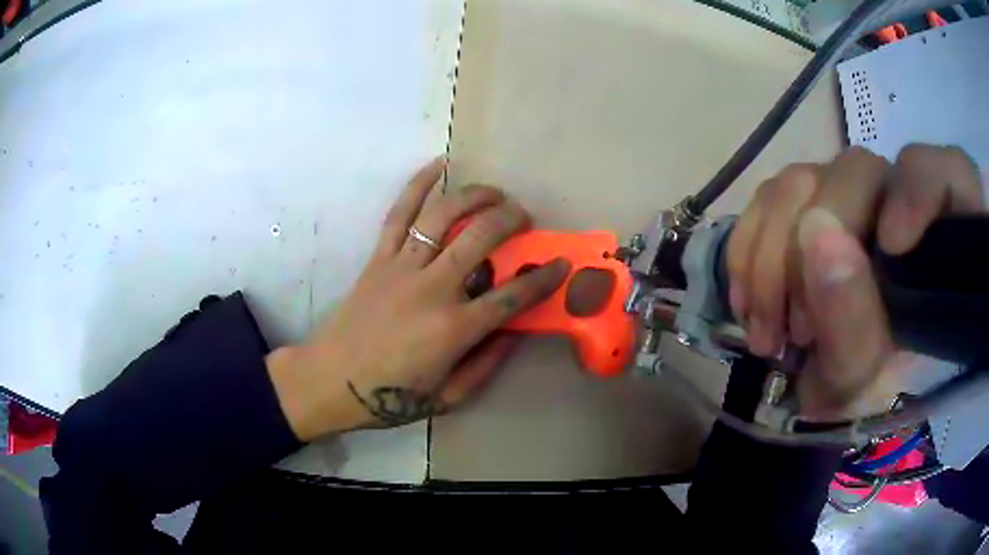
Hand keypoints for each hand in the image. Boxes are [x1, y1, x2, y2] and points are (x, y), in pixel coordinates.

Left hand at [266, 158, 570, 440]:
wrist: (330, 381)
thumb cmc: (390, 397)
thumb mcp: (448, 397)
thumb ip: (486, 365)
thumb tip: (514, 332)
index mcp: (454, 329)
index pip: (512, 296)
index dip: (543, 278)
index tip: (561, 263)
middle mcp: (433, 289)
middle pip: (481, 238)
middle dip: (512, 220)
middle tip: (525, 218)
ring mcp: (402, 267)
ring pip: (443, 216)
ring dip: (475, 196)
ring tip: (494, 193)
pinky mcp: (379, 258)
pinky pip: (399, 213)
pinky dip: (417, 185)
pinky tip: (437, 165)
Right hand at [728, 145, 983, 418]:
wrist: (830, 391)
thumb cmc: (861, 394)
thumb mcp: (863, 379)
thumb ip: (853, 318)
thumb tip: (817, 235)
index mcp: (938, 241)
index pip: (948, 172)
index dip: (919, 191)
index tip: (890, 248)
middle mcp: (896, 199)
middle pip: (855, 171)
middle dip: (814, 248)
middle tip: (797, 332)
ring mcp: (848, 195)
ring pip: (798, 180)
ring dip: (770, 261)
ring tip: (768, 332)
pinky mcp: (806, 200)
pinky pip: (765, 200)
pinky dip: (748, 253)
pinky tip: (749, 303)